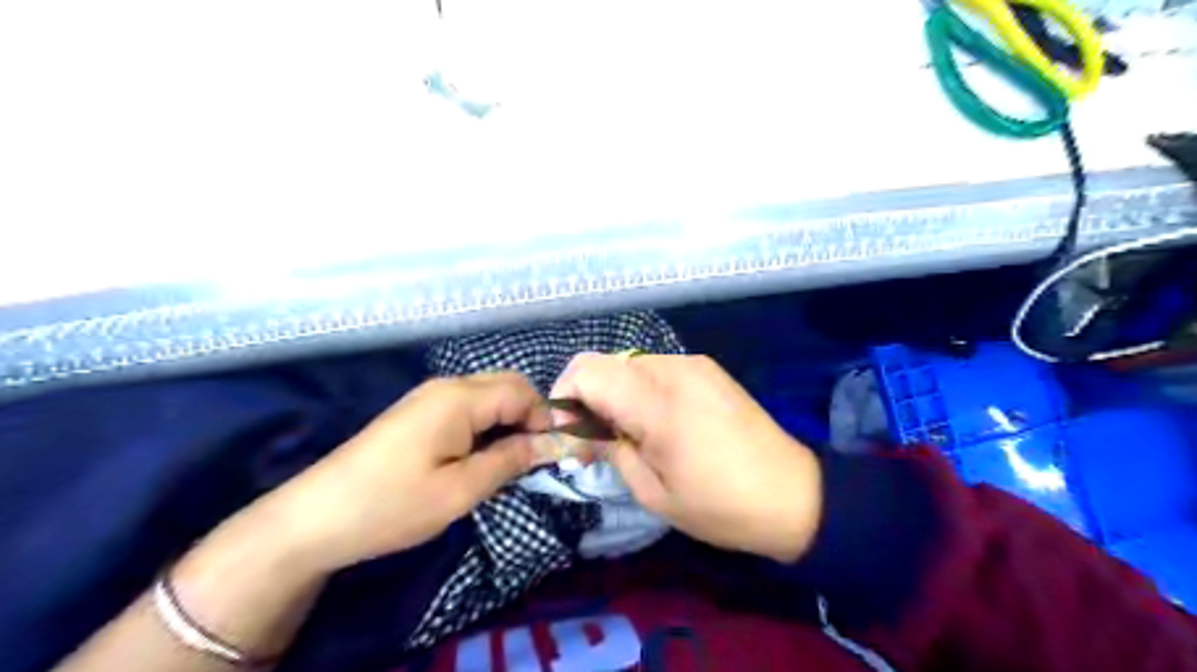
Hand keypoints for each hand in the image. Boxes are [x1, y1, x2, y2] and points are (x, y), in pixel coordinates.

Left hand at [266, 373, 551, 571]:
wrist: (313, 518)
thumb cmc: (391, 506)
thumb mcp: (460, 491)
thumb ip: (510, 460)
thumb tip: (554, 443)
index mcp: (459, 398)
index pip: (523, 391)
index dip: (547, 418)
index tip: (557, 454)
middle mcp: (447, 386)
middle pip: (507, 386)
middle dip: (531, 416)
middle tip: (539, 457)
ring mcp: (429, 398)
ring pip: (488, 396)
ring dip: (510, 421)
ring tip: (515, 460)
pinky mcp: (417, 413)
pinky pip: (468, 407)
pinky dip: (488, 425)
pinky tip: (484, 455)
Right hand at [550, 352, 824, 561]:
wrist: (794, 494)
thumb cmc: (720, 505)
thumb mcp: (653, 492)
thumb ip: (609, 449)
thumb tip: (580, 431)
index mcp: (657, 402)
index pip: (586, 371)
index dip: (564, 398)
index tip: (569, 436)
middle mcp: (673, 369)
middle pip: (604, 364)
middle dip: (586, 399)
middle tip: (594, 443)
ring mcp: (694, 364)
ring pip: (628, 365)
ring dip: (613, 395)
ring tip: (626, 436)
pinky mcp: (708, 370)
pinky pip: (656, 370)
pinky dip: (639, 391)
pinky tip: (654, 423)